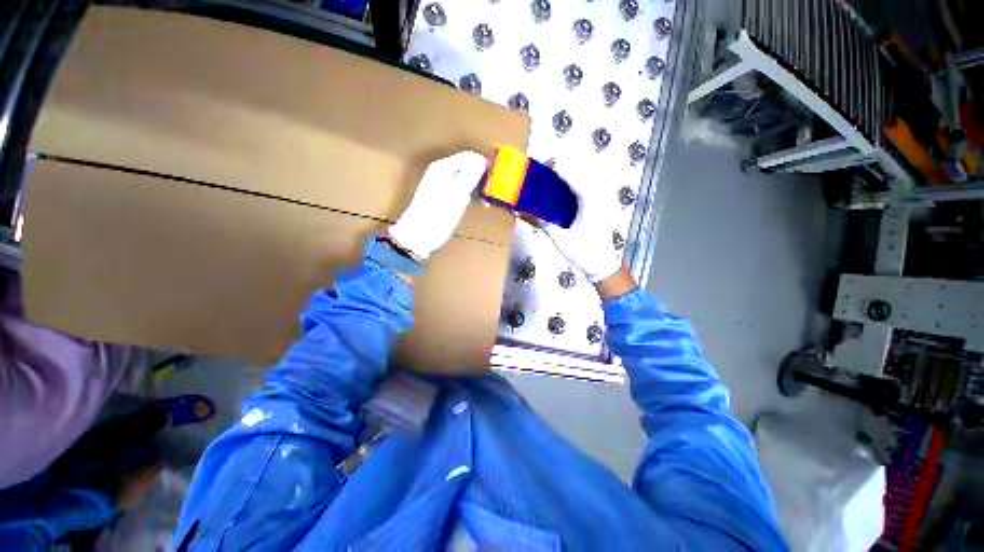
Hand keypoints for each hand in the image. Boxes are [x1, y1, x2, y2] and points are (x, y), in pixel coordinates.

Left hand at [389, 151, 488, 259]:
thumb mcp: (456, 193)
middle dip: (481, 177)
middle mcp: (442, 172)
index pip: (469, 157)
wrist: (419, 234)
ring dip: (477, 188)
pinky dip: (470, 195)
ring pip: (466, 179)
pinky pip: (462, 190)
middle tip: (490, 191)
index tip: (495, 177)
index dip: (483, 164)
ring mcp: (443, 185)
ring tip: (483, 200)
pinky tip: (474, 204)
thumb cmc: (437, 214)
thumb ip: (470, 175)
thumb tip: (482, 162)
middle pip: (468, 166)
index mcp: (443, 167)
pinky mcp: (445, 197)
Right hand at [542, 168, 623, 284]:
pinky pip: (588, 191)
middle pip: (584, 176)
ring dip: (572, 177)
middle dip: (566, 169)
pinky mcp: (600, 209)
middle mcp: (599, 199)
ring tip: (555, 178)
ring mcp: (602, 203)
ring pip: (588, 182)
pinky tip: (565, 191)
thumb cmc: (584, 254)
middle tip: (548, 170)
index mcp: (591, 205)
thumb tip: (533, 214)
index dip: (562, 171)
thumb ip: (548, 226)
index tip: (548, 164)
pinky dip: (576, 186)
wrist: (603, 266)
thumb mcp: (562, 241)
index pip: (576, 180)